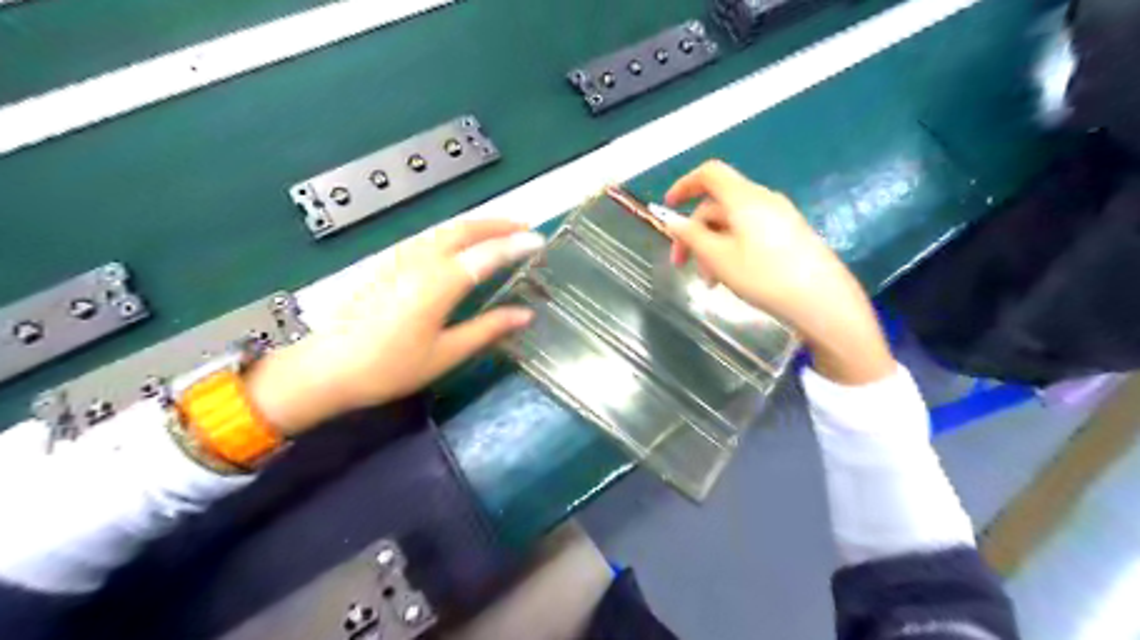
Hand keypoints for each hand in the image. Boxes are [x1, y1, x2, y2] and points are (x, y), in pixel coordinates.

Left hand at [243, 219, 540, 434]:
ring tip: (500, 233)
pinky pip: (429, 238)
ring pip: (444, 230)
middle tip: (524, 229)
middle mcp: (420, 261)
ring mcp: (399, 259)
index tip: (540, 240)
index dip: (516, 245)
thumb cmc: (388, 367)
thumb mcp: (445, 354)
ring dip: (476, 226)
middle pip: (463, 230)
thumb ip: (487, 329)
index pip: (486, 254)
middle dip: (497, 224)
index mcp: (439, 283)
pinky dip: (455, 234)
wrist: (324, 369)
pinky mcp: (386, 264)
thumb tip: (525, 314)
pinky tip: (460, 246)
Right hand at [665, 160, 895, 384]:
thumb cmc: (764, 277)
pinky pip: (751, 233)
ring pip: (733, 224)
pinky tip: (732, 278)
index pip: (709, 174)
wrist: (822, 301)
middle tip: (683, 266)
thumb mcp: (719, 258)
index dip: (684, 185)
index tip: (668, 207)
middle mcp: (763, 200)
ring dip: (713, 247)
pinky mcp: (791, 234)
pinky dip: (732, 249)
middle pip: (718, 205)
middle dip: (695, 233)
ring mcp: (780, 217)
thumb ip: (691, 236)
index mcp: (744, 198)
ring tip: (710, 282)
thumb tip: (671, 219)